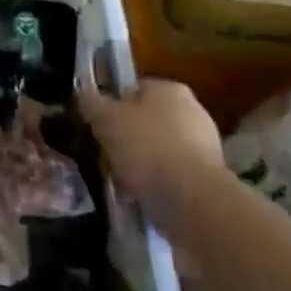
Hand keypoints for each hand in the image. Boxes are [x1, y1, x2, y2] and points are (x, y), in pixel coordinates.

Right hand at [79, 80, 224, 230]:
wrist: (192, 201)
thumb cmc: (146, 147)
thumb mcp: (105, 119)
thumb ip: (90, 102)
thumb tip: (82, 93)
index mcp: (170, 89)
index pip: (133, 89)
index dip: (112, 106)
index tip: (98, 126)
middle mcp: (192, 112)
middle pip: (146, 121)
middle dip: (126, 138)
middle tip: (106, 154)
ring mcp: (204, 146)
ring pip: (157, 150)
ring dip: (139, 164)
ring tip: (119, 181)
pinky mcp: (208, 179)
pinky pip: (171, 175)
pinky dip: (155, 183)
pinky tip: (138, 196)